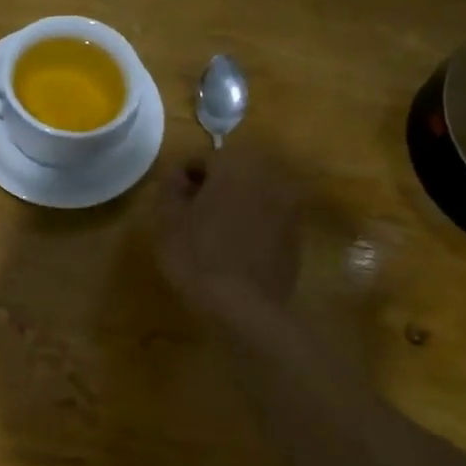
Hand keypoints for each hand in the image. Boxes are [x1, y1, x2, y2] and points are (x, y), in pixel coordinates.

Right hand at [153, 147, 304, 315]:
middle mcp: (270, 174)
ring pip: (253, 193)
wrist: (245, 306)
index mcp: (237, 164)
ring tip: (212, 233)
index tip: (172, 204)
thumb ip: (170, 186)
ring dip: (234, 204)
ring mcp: (291, 203)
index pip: (203, 159)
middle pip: (233, 172)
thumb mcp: (167, 219)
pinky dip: (252, 223)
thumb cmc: (198, 256)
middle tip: (191, 216)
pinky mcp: (298, 232)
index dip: (184, 180)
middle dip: (213, 189)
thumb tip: (179, 174)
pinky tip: (235, 248)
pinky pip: (268, 216)